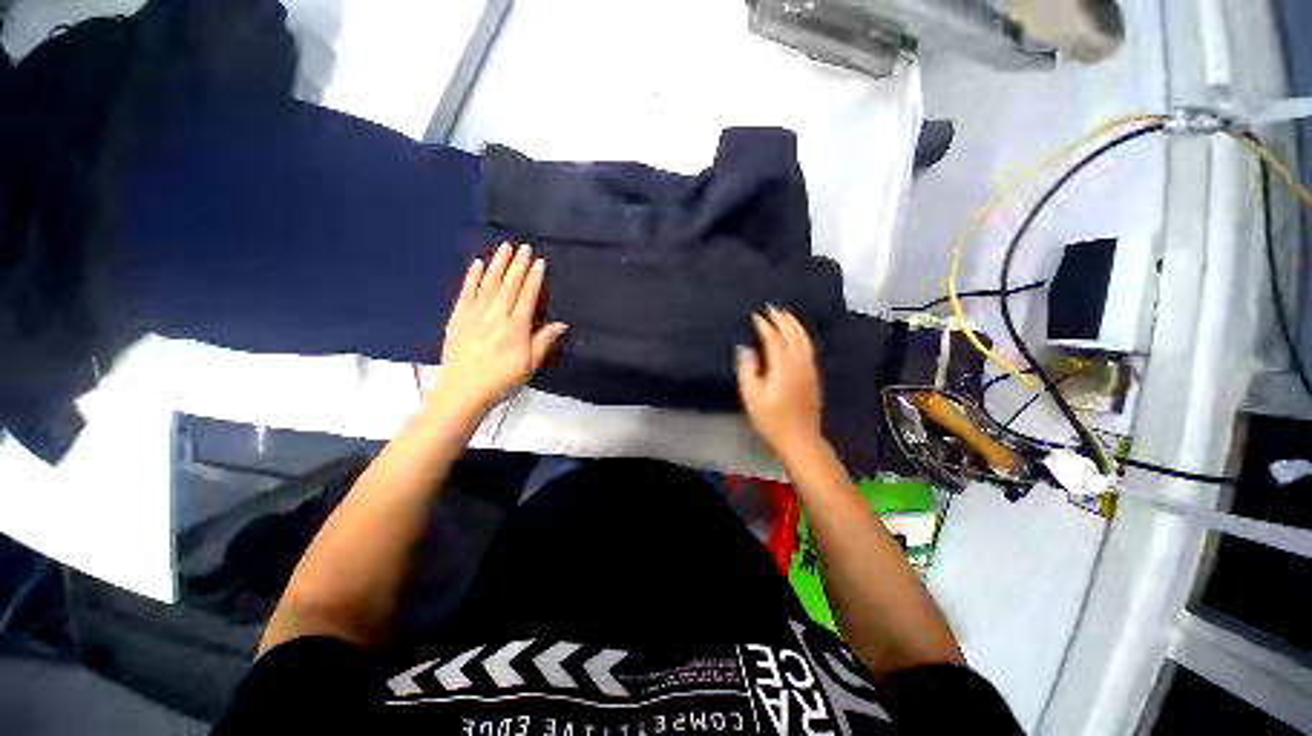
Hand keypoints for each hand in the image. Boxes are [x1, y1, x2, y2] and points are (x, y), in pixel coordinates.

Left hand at [432, 243, 566, 419]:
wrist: (463, 391)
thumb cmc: (502, 380)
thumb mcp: (530, 364)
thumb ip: (544, 341)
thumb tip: (561, 324)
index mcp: (516, 326)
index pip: (527, 296)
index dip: (534, 278)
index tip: (539, 261)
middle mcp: (496, 315)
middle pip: (509, 285)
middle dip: (517, 265)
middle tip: (524, 246)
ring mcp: (474, 315)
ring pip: (488, 284)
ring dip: (497, 265)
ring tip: (504, 248)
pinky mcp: (458, 319)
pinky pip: (466, 293)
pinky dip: (471, 278)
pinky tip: (476, 265)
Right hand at [736, 307, 824, 461]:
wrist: (800, 439)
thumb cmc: (771, 420)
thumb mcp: (751, 396)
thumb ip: (748, 369)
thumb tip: (745, 348)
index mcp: (782, 367)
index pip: (774, 339)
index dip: (764, 326)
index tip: (755, 316)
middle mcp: (799, 364)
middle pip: (793, 335)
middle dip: (782, 319)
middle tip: (772, 308)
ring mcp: (809, 370)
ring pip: (804, 340)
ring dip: (795, 325)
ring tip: (785, 315)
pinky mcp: (814, 377)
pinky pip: (809, 349)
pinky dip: (803, 336)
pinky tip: (798, 336)